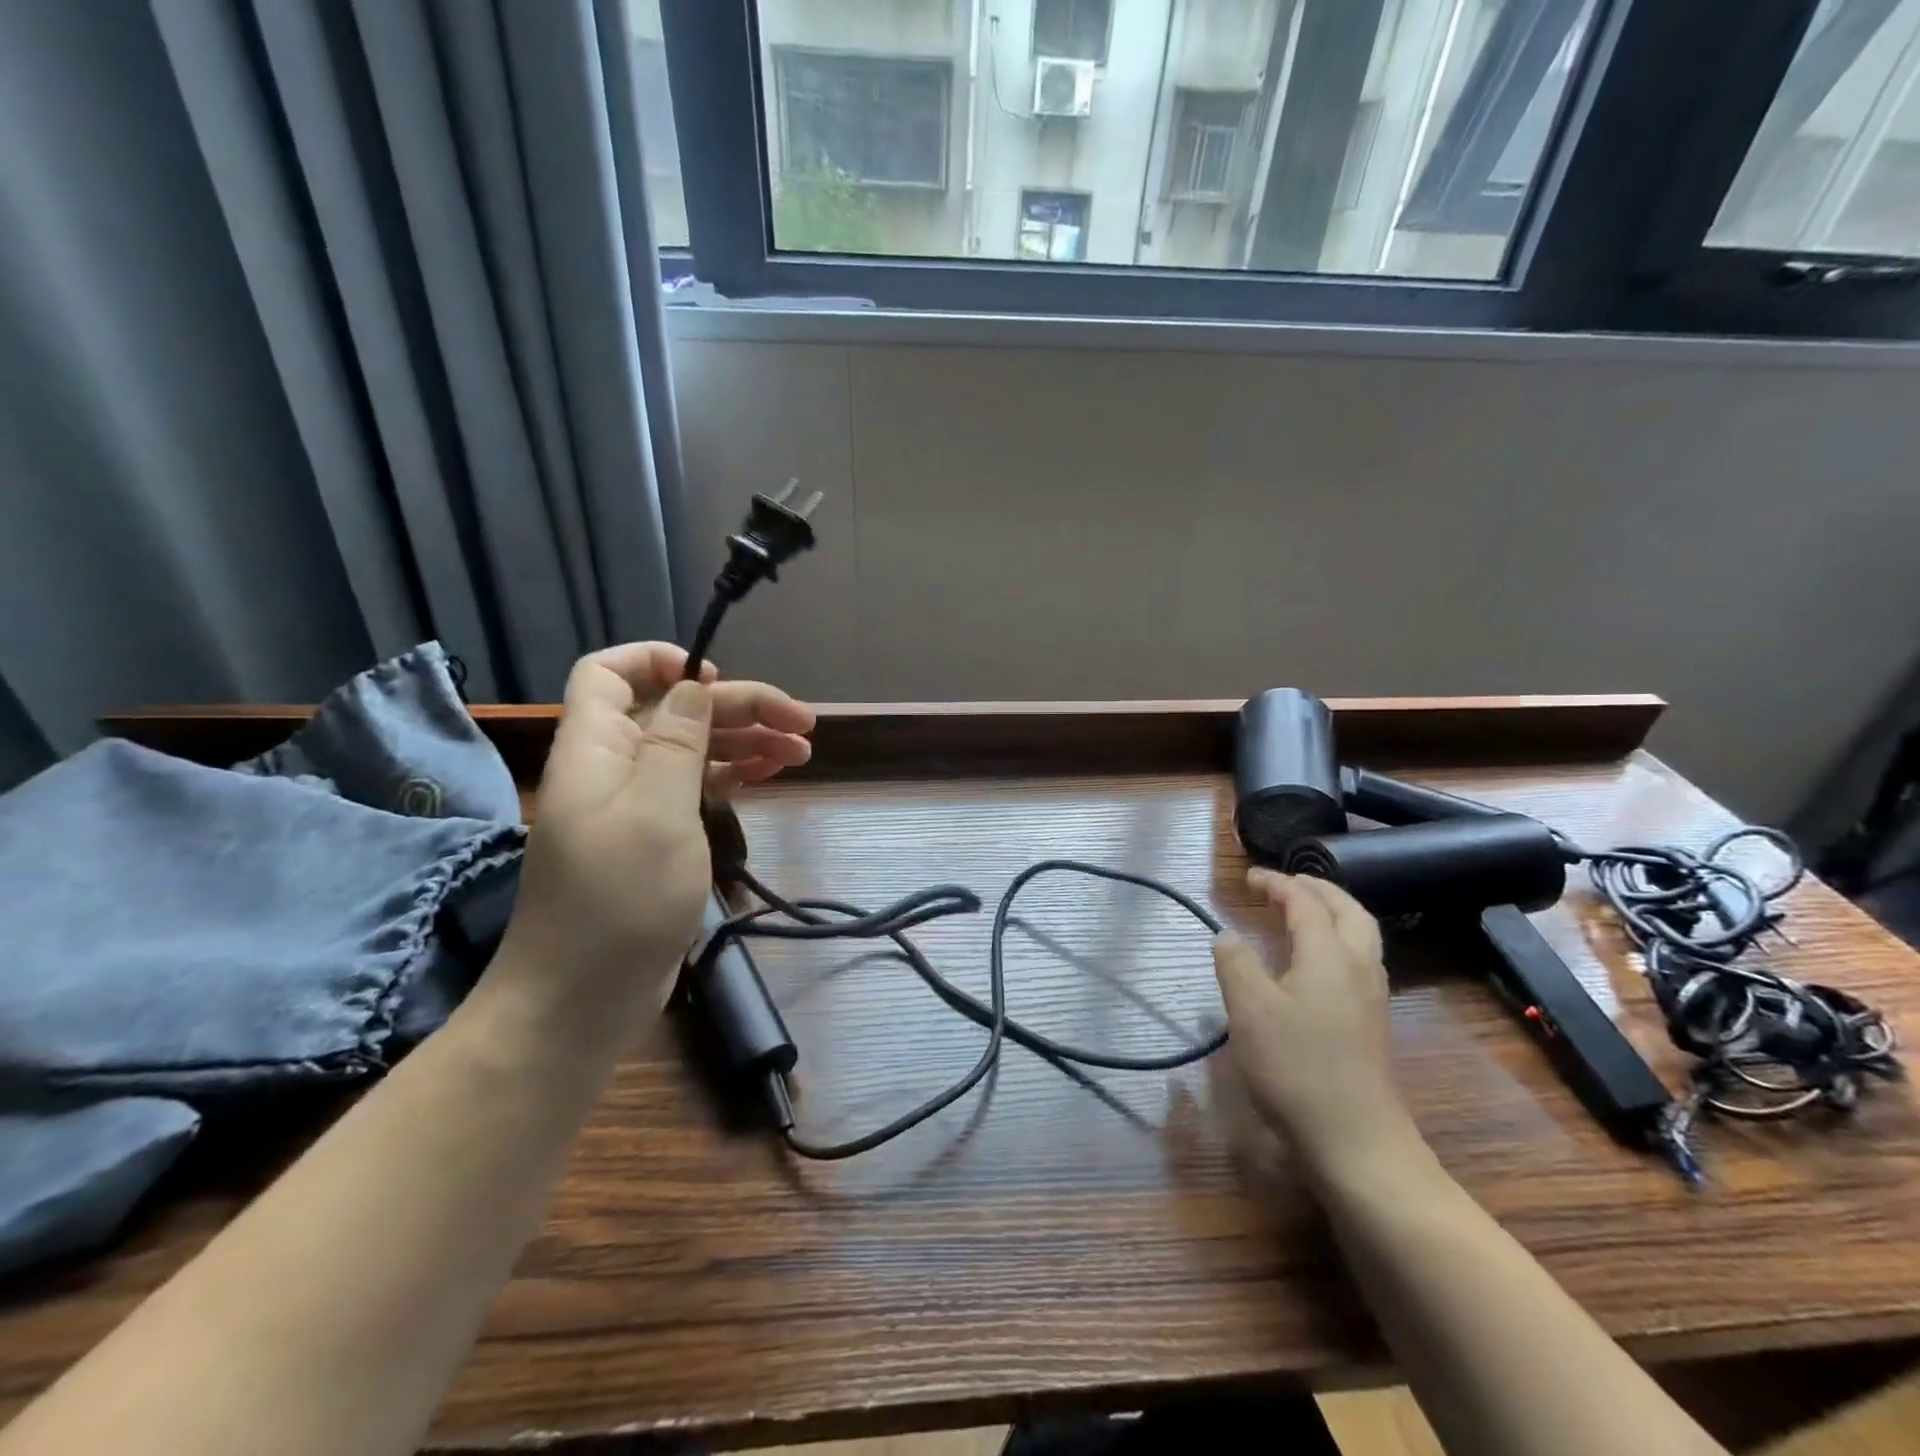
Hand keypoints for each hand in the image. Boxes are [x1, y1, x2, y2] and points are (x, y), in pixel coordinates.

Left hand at [491, 643, 814, 1039]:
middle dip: (738, 707)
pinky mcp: (656, 840)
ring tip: (803, 750)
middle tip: (803, 722)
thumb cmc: (619, 901)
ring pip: (693, 750)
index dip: (659, 660)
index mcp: (597, 749)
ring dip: (746, 741)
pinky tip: (772, 775)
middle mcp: (614, 768)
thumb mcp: (655, 812)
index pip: (609, 673)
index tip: (717, 677)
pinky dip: (735, 776)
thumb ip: (676, 742)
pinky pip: (697, 789)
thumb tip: (692, 686)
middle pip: (674, 712)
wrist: (581, 1001)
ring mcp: (636, 806)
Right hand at [1213, 869, 1415, 1171]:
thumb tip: (1227, 935)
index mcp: (1329, 955)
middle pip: (1348, 911)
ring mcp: (1371, 997)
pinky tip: (1316, 962)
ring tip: (1303, 912)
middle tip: (1286, 884)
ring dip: (1333, 912)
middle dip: (1318, 889)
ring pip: (1361, 936)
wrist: (1356, 1141)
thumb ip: (1235, 964)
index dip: (1278, 883)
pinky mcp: (1372, 1023)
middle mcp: (1358, 967)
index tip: (1249, 878)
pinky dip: (1338, 940)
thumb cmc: (1296, 1068)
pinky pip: (1359, 960)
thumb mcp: (1250, 1011)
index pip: (1306, 902)